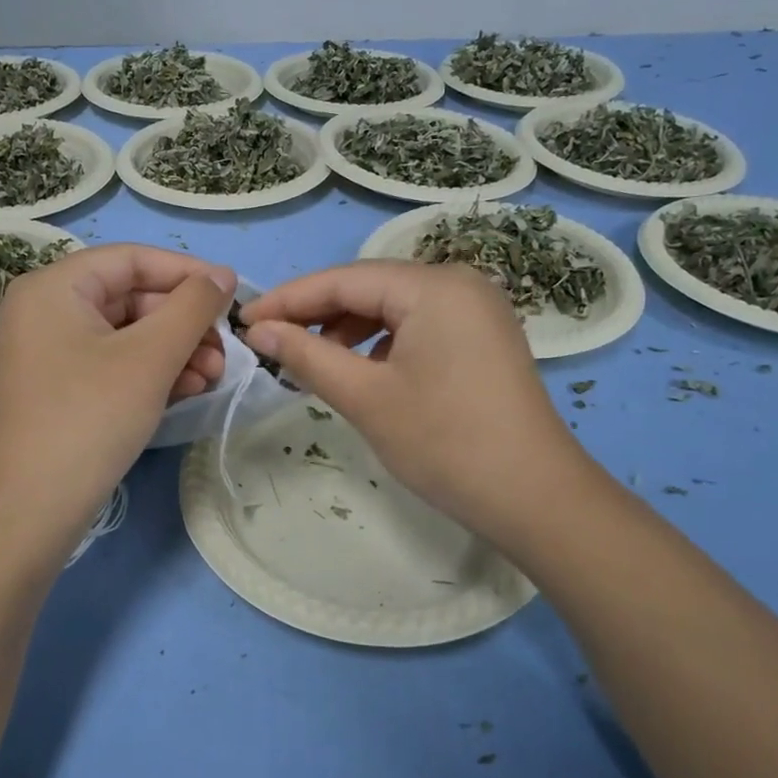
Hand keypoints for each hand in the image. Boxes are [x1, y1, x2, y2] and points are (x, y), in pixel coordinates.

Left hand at [0, 244, 235, 545]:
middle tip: (225, 352)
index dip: (187, 273)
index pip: (131, 260)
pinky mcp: (54, 391)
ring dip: (174, 351)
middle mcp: (42, 311)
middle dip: (183, 324)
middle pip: (129, 298)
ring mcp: (44, 354)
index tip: (232, 296)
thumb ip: (192, 307)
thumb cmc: (89, 417)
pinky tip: (186, 390)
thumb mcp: (150, 357)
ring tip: (212, 377)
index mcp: (52, 287)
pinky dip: (149, 373)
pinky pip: (109, 365)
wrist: (27, 511)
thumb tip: (222, 275)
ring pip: (124, 336)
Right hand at [240, 262, 584, 547]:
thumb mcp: (366, 397)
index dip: (289, 300)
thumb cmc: (444, 442)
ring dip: (347, 331)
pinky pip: (418, 327)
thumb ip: (307, 355)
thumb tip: (259, 330)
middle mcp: (458, 283)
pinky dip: (381, 344)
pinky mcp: (482, 338)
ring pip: (393, 309)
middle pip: (370, 289)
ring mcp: (476, 310)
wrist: (534, 497)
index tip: (244, 321)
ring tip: (310, 363)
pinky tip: (360, 371)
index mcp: (433, 286)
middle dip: (317, 315)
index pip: (344, 280)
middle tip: (270, 344)